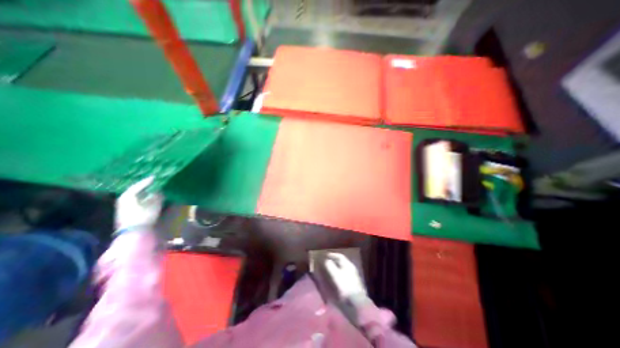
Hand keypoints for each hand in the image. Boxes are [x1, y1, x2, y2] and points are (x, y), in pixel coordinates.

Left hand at [112, 177, 160, 230]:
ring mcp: (124, 208)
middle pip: (136, 191)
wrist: (132, 233)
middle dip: (145, 187)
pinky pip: (137, 202)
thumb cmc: (143, 216)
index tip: (155, 177)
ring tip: (154, 191)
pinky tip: (150, 200)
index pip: (138, 186)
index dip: (147, 181)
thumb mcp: (153, 205)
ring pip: (136, 197)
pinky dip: (144, 199)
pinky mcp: (126, 214)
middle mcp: (124, 200)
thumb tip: (159, 191)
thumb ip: (157, 196)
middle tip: (154, 183)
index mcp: (128, 196)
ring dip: (145, 194)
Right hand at [326, 251, 363, 299]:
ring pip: (343, 268)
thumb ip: (330, 266)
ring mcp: (353, 276)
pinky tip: (334, 278)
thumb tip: (326, 260)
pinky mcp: (352, 284)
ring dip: (336, 267)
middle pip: (342, 262)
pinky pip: (343, 275)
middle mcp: (351, 269)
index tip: (326, 255)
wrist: (356, 303)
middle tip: (327, 261)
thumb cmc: (345, 286)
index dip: (332, 255)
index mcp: (348, 265)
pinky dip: (338, 274)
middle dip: (334, 261)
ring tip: (329, 269)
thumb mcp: (336, 275)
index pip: (340, 256)